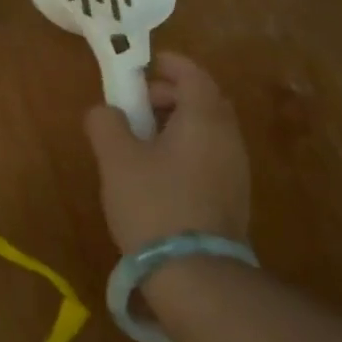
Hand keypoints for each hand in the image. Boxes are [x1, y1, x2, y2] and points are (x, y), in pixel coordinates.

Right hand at [83, 53, 250, 254]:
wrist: (197, 277)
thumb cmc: (154, 204)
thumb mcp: (116, 158)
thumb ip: (105, 122)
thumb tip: (105, 111)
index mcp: (204, 118)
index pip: (193, 74)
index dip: (168, 64)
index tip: (142, 68)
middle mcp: (228, 138)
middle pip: (203, 99)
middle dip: (170, 94)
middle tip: (137, 106)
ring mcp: (236, 170)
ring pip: (207, 129)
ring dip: (177, 124)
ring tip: (141, 142)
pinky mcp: (234, 198)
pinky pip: (210, 155)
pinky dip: (186, 149)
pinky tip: (159, 174)